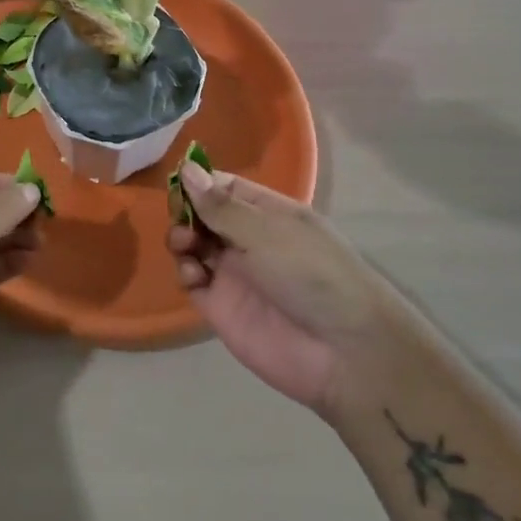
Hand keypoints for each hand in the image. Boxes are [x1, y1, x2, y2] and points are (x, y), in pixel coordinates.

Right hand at [167, 165, 391, 420]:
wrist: (342, 352)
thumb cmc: (311, 275)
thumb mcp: (267, 231)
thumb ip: (221, 206)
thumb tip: (187, 169)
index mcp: (269, 214)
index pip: (226, 188)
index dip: (200, 183)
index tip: (178, 183)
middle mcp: (249, 240)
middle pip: (204, 215)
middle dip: (187, 211)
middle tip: (182, 218)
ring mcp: (234, 274)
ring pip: (194, 245)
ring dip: (182, 238)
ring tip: (186, 244)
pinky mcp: (221, 307)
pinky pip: (193, 281)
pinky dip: (185, 271)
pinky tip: (194, 274)